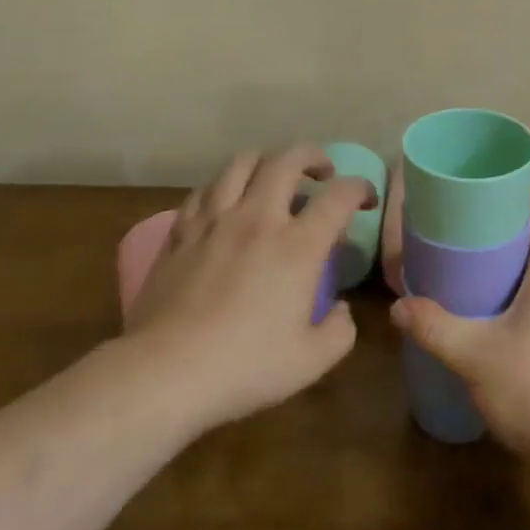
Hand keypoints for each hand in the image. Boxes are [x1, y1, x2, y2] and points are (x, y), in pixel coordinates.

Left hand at [126, 146, 373, 434]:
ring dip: (267, 160)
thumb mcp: (309, 362)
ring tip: (274, 175)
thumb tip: (341, 310)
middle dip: (313, 156)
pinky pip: (205, 189)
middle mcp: (258, 218)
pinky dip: (224, 185)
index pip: (339, 195)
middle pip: (288, 159)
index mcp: (297, 245)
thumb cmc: (242, 367)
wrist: (163, 373)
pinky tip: (227, 201)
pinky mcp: (181, 231)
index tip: (366, 199)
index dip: (360, 188)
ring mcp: (215, 219)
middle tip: (323, 173)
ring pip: (242, 161)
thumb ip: (338, 332)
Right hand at [388, 189, 529, 475]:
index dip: (518, 191)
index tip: (485, 183)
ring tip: (471, 261)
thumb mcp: (475, 356)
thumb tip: (399, 306)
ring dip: (511, 262)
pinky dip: (517, 292)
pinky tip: (492, 312)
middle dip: (505, 226)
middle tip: (464, 221)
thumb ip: (435, 327)